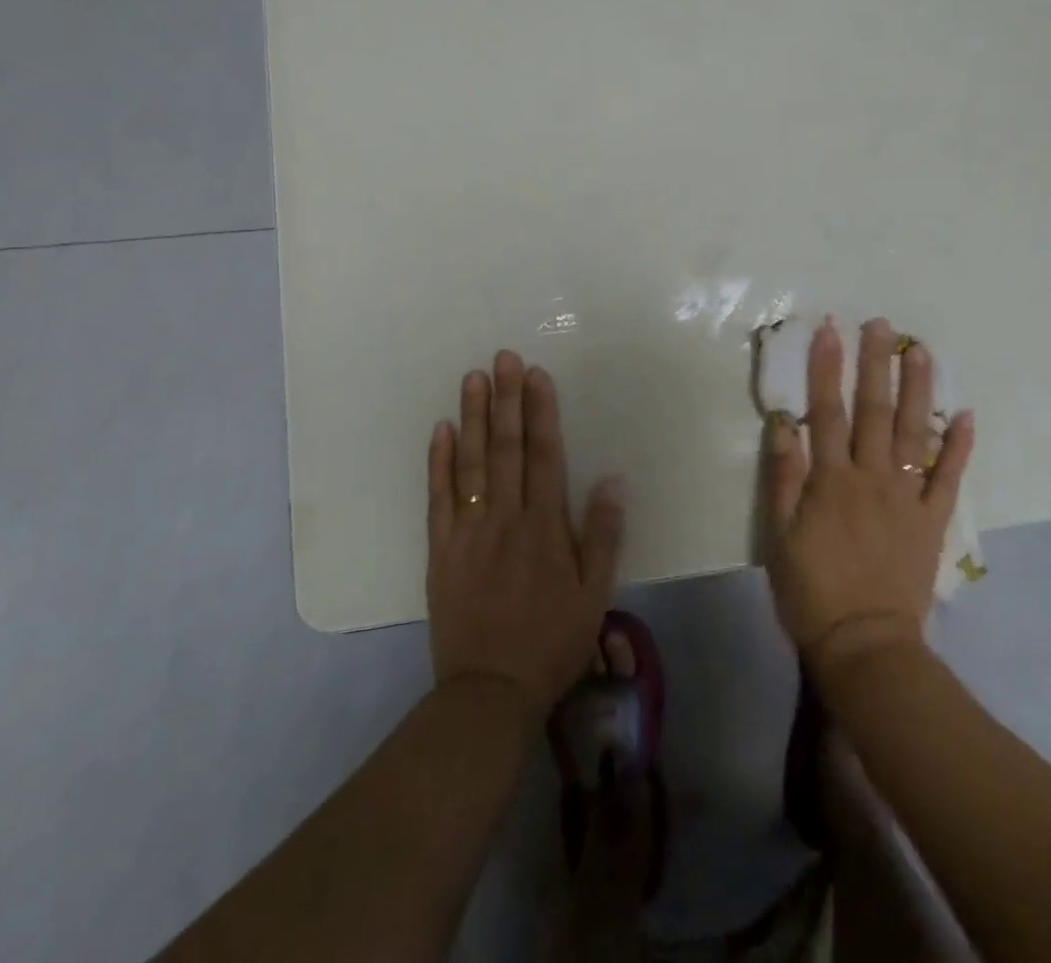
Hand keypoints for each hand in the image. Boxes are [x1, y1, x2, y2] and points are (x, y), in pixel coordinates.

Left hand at [426, 351, 624, 715]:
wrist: (489, 693)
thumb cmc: (551, 642)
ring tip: (473, 379)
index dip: (540, 411)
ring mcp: (468, 531)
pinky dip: (438, 462)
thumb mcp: (595, 595)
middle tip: (502, 357)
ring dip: (473, 418)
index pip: (543, 454)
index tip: (535, 374)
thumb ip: (602, 535)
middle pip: (506, 448)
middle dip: (506, 399)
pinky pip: (438, 498)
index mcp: (544, 526)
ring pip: (471, 463)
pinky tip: (441, 430)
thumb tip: (612, 479)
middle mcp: (505, 518)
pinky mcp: (440, 550)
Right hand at [762, 318, 975, 674]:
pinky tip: (966, 415)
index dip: (827, 368)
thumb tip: (784, 423)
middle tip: (881, 325)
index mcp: (831, 479)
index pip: (827, 411)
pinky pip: (948, 478)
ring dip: (918, 390)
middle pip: (874, 411)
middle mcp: (871, 477)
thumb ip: (782, 477)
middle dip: (876, 364)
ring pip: (913, 433)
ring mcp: (906, 497)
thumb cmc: (811, 589)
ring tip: (921, 352)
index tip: (830, 330)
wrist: (865, 645)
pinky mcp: (930, 520)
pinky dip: (958, 446)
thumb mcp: (779, 535)